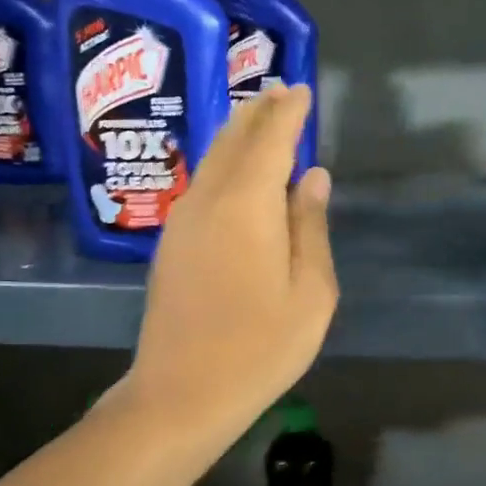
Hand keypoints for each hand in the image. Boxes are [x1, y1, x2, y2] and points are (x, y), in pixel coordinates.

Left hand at [127, 85, 336, 434]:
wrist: (181, 395)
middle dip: (259, 112)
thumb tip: (314, 177)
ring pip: (212, 159)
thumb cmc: (260, 347)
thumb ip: (311, 227)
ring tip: (259, 116)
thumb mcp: (310, 292)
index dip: (288, 112)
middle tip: (281, 92)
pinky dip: (223, 162)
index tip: (302, 90)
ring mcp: (183, 221)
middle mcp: (209, 201)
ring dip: (237, 133)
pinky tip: (235, 170)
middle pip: (234, 140)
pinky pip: (202, 183)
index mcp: (247, 206)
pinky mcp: (171, 243)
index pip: (270, 140)